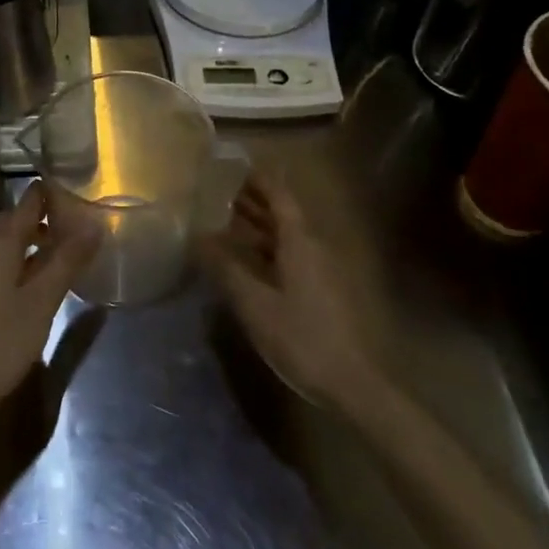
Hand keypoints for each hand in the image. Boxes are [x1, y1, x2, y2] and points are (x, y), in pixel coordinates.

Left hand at [0, 182, 97, 417]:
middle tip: (67, 228)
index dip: (48, 195)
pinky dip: (8, 260)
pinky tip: (26, 282)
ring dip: (22, 241)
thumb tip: (94, 224)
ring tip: (52, 255)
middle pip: (7, 222)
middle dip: (35, 219)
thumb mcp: (44, 300)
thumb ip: (68, 259)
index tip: (72, 190)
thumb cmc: (3, 339)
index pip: (25, 204)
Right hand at [199, 170, 384, 411]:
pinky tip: (246, 260)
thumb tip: (197, 236)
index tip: (233, 166)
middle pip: (283, 213)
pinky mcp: (322, 290)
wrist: (350, 382)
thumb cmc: (301, 337)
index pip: (279, 196)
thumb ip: (225, 268)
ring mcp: (321, 269)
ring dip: (258, 226)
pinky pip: (290, 256)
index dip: (257, 179)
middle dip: (253, 200)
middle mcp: (314, 247)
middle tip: (219, 191)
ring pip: (286, 236)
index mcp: (300, 242)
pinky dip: (267, 249)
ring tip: (225, 220)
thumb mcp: (254, 304)